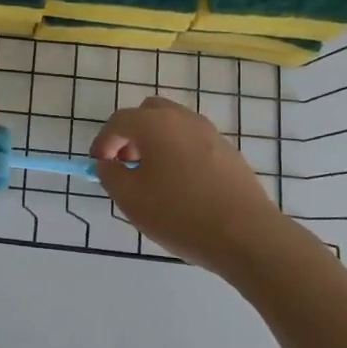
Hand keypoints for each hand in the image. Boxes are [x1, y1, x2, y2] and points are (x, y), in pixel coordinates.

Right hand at [91, 96, 298, 275]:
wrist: (246, 235)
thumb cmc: (180, 214)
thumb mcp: (130, 199)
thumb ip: (110, 175)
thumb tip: (108, 164)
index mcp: (155, 124)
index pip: (119, 121)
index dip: (103, 141)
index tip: (99, 164)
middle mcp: (184, 119)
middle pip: (149, 112)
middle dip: (131, 133)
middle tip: (126, 162)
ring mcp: (211, 133)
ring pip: (174, 125)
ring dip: (156, 141)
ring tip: (153, 176)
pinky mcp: (230, 152)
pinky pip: (193, 142)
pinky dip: (178, 152)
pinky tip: (181, 186)